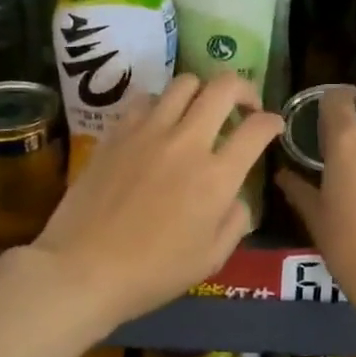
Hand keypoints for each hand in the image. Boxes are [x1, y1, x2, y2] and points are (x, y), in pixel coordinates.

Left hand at [31, 72, 283, 330]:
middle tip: (243, 106)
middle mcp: (187, 142)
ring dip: (201, 91)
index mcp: (217, 176)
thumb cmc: (152, 273)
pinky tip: (158, 123)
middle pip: (223, 88)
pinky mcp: (116, 132)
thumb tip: (236, 196)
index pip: (257, 129)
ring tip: (199, 110)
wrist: (83, 269)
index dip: (272, 122)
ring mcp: (148, 132)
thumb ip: (235, 221)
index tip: (273, 125)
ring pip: (184, 83)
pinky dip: (160, 104)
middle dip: (243, 89)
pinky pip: (145, 99)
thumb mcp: (210, 259)